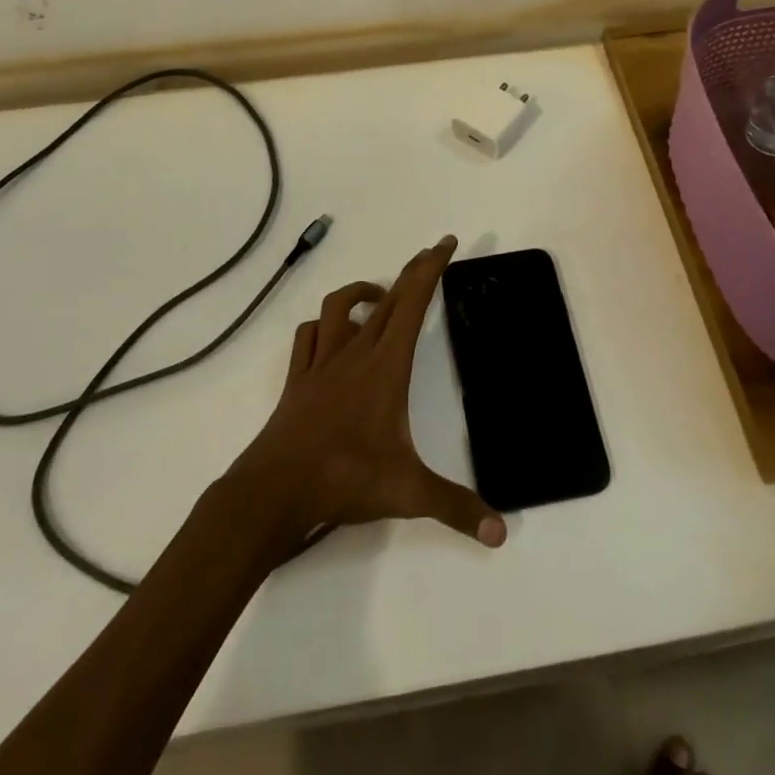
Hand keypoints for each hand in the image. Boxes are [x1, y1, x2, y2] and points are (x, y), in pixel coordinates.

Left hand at [225, 235, 505, 553]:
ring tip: (381, 298)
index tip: (446, 242)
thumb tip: (501, 532)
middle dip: (411, 272)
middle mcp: (354, 352)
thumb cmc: (344, 479)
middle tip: (429, 256)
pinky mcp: (298, 380)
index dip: (431, 268)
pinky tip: (331, 336)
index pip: (413, 302)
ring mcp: (322, 363)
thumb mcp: (407, 492)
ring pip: (339, 307)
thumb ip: (455, 508)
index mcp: (386, 365)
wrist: (273, 491)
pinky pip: (308, 337)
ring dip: (363, 293)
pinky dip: (322, 326)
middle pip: (387, 297)